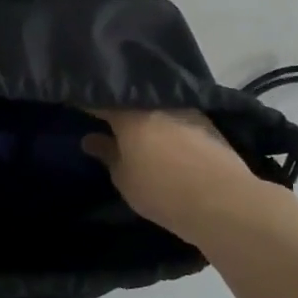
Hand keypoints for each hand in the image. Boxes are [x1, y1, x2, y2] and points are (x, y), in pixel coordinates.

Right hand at [82, 110, 259, 242]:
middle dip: (115, 101)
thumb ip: (107, 155)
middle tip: (100, 111)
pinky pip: (175, 113)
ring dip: (143, 110)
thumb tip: (91, 139)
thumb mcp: (125, 179)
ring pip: (156, 103)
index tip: (72, 101)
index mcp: (130, 112)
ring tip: (131, 122)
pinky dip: (164, 120)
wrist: (225, 202)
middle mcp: (158, 102)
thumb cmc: (164, 191)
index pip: (99, 99)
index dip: (83, 100)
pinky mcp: (207, 121)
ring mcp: (185, 108)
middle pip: (130, 95)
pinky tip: (159, 132)